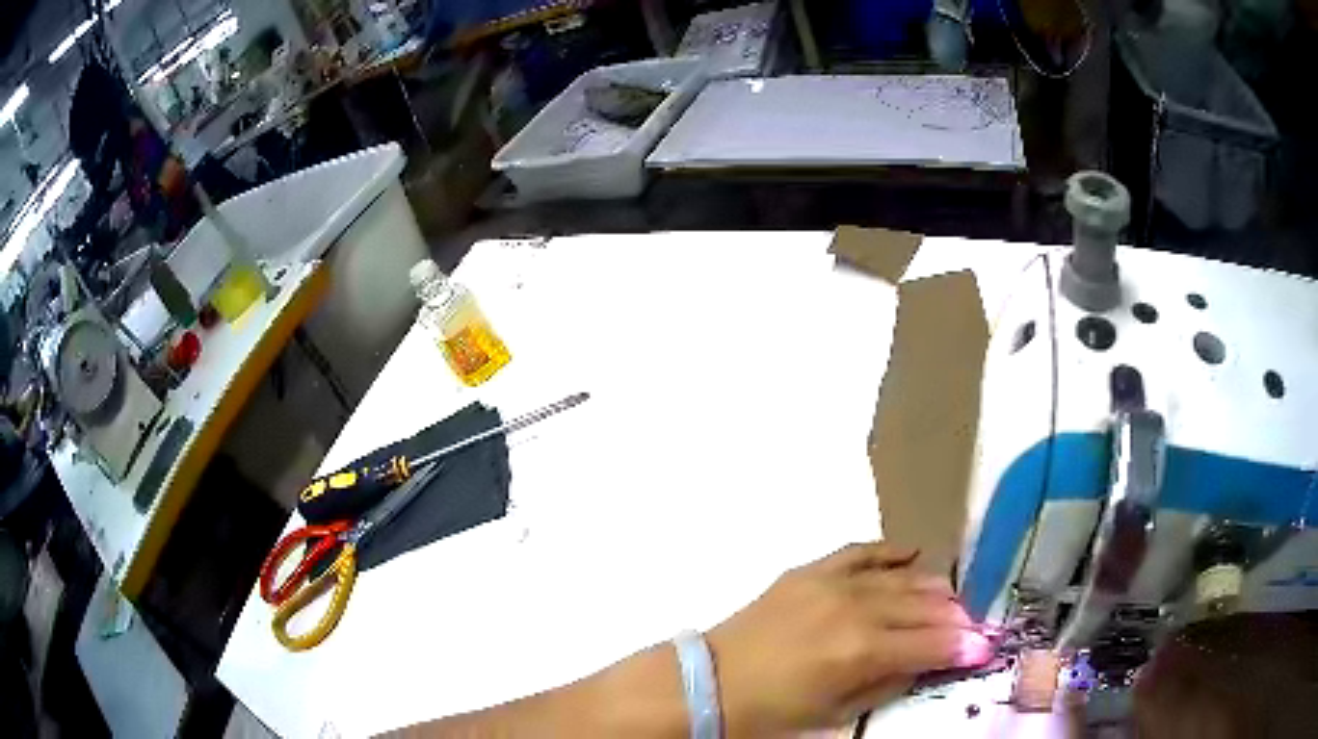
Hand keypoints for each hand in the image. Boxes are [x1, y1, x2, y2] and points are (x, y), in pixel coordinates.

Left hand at [707, 542, 992, 736]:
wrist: (710, 682)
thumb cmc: (773, 711)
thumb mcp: (837, 712)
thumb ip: (888, 683)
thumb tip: (927, 661)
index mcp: (861, 651)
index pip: (930, 643)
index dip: (963, 646)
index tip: (986, 647)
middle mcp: (854, 608)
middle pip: (923, 606)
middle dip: (955, 617)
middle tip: (971, 626)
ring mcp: (831, 582)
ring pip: (900, 577)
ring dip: (931, 588)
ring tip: (951, 598)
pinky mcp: (810, 570)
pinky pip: (860, 551)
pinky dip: (890, 552)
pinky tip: (912, 553)